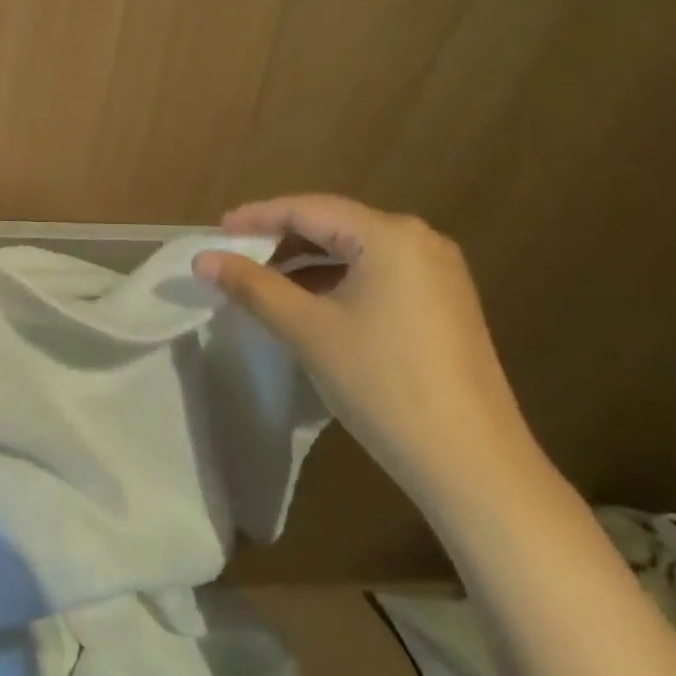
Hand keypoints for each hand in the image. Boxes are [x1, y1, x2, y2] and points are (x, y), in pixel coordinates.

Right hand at [194, 194, 542, 512]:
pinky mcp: (444, 305)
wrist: (473, 466)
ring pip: (355, 252)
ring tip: (264, 282)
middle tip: (236, 256)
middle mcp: (419, 240)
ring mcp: (438, 273)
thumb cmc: (383, 384)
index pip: (308, 209)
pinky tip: (310, 305)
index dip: (257, 217)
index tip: (217, 231)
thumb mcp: (308, 329)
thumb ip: (252, 286)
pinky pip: (377, 276)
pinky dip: (338, 283)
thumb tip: (202, 259)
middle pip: (334, 225)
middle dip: (282, 240)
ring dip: (307, 263)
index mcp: (389, 235)